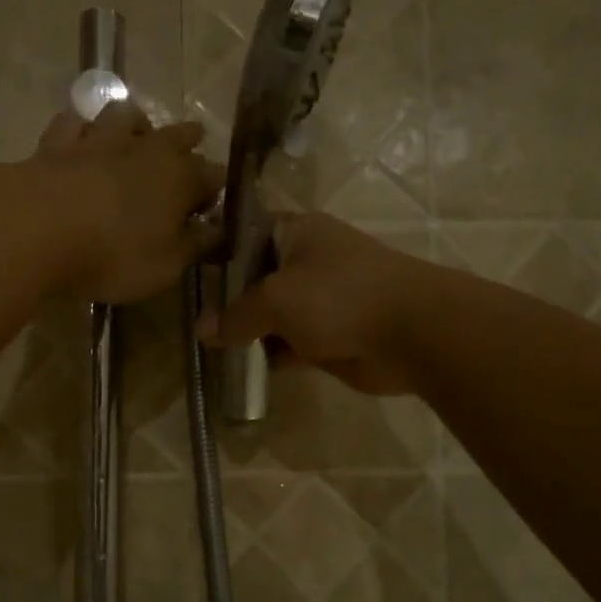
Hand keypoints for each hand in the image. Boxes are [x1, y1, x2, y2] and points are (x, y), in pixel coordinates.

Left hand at [24, 101, 222, 304]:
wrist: (39, 228)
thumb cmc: (114, 254)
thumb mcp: (165, 265)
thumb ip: (194, 246)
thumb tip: (217, 231)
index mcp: (180, 179)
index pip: (212, 176)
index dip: (215, 190)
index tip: (212, 205)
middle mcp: (146, 149)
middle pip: (177, 135)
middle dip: (188, 140)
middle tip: (193, 143)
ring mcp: (100, 139)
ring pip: (125, 114)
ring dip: (136, 121)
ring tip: (137, 130)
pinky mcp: (57, 142)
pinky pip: (74, 122)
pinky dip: (81, 125)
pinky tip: (81, 132)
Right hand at [199, 213, 432, 394]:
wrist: (412, 332)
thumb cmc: (339, 297)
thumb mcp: (277, 299)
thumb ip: (237, 315)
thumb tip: (203, 331)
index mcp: (296, 233)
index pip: (244, 236)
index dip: (216, 256)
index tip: (188, 280)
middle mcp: (307, 262)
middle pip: (255, 280)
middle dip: (227, 302)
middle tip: (193, 322)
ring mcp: (320, 302)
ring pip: (272, 316)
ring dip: (247, 333)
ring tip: (209, 349)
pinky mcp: (329, 337)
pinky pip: (289, 345)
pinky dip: (270, 356)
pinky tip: (241, 368)